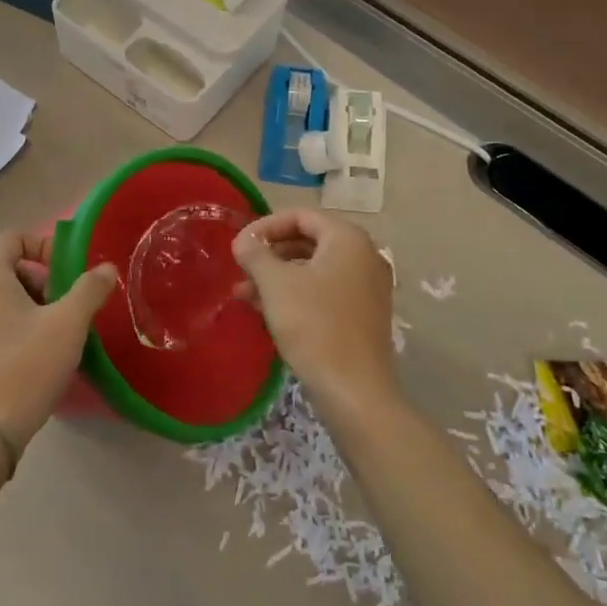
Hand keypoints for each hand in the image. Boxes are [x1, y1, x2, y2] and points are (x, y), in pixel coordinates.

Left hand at [0, 231, 117, 453]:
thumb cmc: (26, 365)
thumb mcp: (69, 322)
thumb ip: (90, 289)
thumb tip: (106, 269)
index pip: (13, 237)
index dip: (43, 244)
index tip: (68, 271)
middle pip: (11, 269)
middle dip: (46, 281)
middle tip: (70, 307)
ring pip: (7, 301)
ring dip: (37, 309)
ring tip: (62, 336)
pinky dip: (22, 332)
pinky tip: (42, 361)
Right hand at [231, 211, 398, 419]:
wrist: (354, 390)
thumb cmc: (314, 325)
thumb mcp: (276, 284)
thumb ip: (256, 254)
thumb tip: (243, 241)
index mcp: (348, 239)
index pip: (301, 216)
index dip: (265, 226)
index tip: (239, 245)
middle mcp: (364, 256)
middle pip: (308, 241)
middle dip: (270, 254)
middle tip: (241, 268)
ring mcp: (367, 287)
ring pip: (314, 269)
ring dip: (278, 277)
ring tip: (243, 294)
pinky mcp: (363, 315)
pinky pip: (325, 292)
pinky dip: (296, 294)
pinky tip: (266, 311)